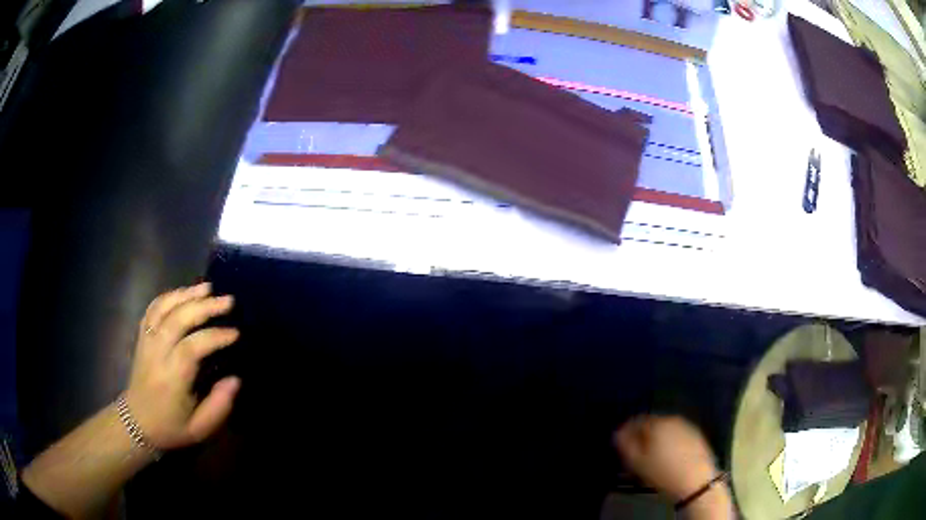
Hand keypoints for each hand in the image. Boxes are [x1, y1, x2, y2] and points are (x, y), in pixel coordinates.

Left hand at [126, 282, 240, 450]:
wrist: (136, 422)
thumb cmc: (170, 427)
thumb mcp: (199, 429)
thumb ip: (218, 406)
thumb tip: (235, 379)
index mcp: (171, 379)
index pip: (191, 348)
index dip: (214, 336)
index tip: (235, 333)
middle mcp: (156, 354)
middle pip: (177, 320)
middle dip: (203, 306)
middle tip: (227, 301)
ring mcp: (146, 342)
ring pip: (163, 308)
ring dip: (186, 294)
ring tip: (207, 287)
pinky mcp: (141, 336)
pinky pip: (152, 309)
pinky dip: (169, 296)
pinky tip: (183, 293)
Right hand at [614, 415, 717, 501]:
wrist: (696, 481)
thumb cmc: (662, 472)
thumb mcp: (637, 462)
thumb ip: (625, 445)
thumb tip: (618, 433)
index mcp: (657, 424)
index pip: (636, 420)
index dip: (627, 431)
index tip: (622, 444)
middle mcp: (673, 420)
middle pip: (653, 424)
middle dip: (643, 436)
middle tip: (636, 453)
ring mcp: (687, 427)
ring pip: (666, 431)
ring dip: (657, 440)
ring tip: (652, 457)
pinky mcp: (697, 437)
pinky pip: (678, 437)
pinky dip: (670, 443)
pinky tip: (669, 458)